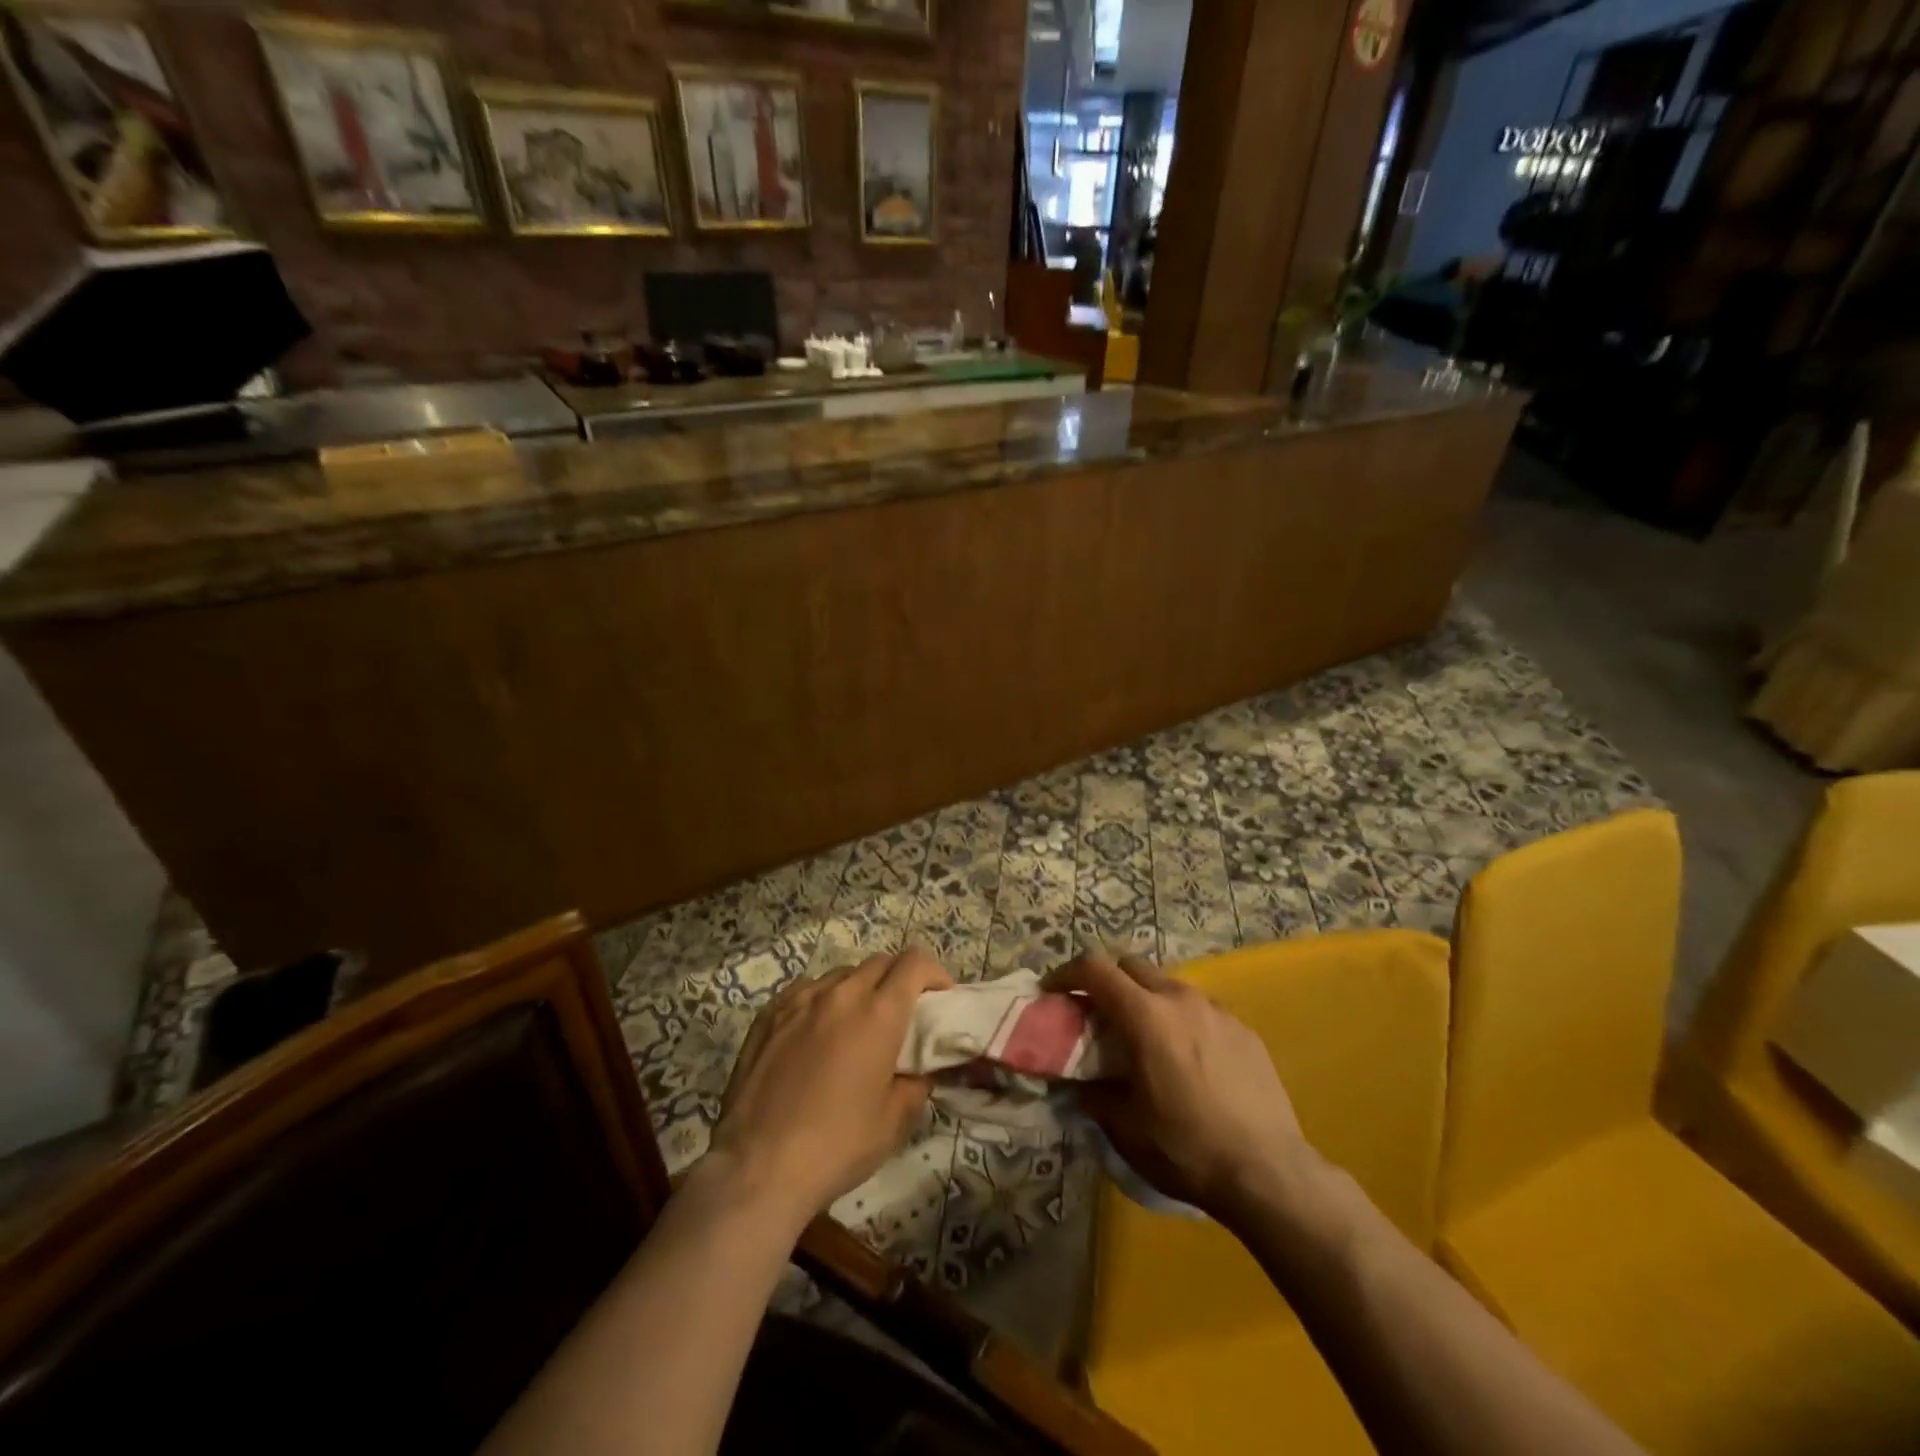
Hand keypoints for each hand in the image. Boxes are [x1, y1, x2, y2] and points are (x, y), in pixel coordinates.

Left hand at [706, 949, 951, 1229]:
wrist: (758, 1167)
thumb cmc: (837, 1146)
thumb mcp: (895, 1121)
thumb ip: (917, 1082)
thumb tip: (919, 1068)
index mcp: (878, 1013)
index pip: (914, 963)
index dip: (933, 973)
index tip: (939, 997)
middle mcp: (841, 993)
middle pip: (880, 963)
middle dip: (899, 979)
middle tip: (902, 1013)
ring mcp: (800, 999)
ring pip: (841, 975)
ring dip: (860, 989)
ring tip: (856, 1024)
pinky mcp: (768, 1013)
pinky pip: (806, 990)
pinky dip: (823, 1000)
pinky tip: (816, 1032)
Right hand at [1049, 951, 1319, 1227]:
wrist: (1269, 1173)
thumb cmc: (1186, 1147)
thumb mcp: (1124, 1126)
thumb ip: (1091, 1093)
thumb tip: (1073, 1083)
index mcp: (1145, 1015)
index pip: (1095, 968)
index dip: (1067, 973)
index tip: (1053, 992)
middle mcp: (1180, 999)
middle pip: (1131, 966)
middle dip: (1107, 981)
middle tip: (1096, 1014)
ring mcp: (1217, 1011)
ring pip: (1168, 986)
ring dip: (1145, 999)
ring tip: (1143, 1039)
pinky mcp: (1244, 1030)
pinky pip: (1200, 1010)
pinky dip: (1180, 1020)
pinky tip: (1187, 1060)